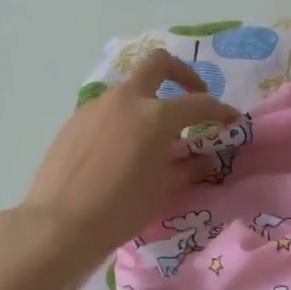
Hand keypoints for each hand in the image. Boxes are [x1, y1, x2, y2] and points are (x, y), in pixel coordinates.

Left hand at [11, 50, 237, 271]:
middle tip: (193, 99)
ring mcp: (96, 106)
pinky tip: (123, 149)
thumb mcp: (164, 191)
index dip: (221, 111)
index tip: (232, 121)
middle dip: (183, 75)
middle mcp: (127, 100)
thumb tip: (205, 158)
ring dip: (150, 100)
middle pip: (160, 64)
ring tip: (155, 136)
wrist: (59, 225)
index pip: (199, 104)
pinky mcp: (75, 120)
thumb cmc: (120, 210)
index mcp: (156, 116)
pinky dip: (125, 118)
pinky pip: (108, 109)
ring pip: (131, 88)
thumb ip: (189, 167)